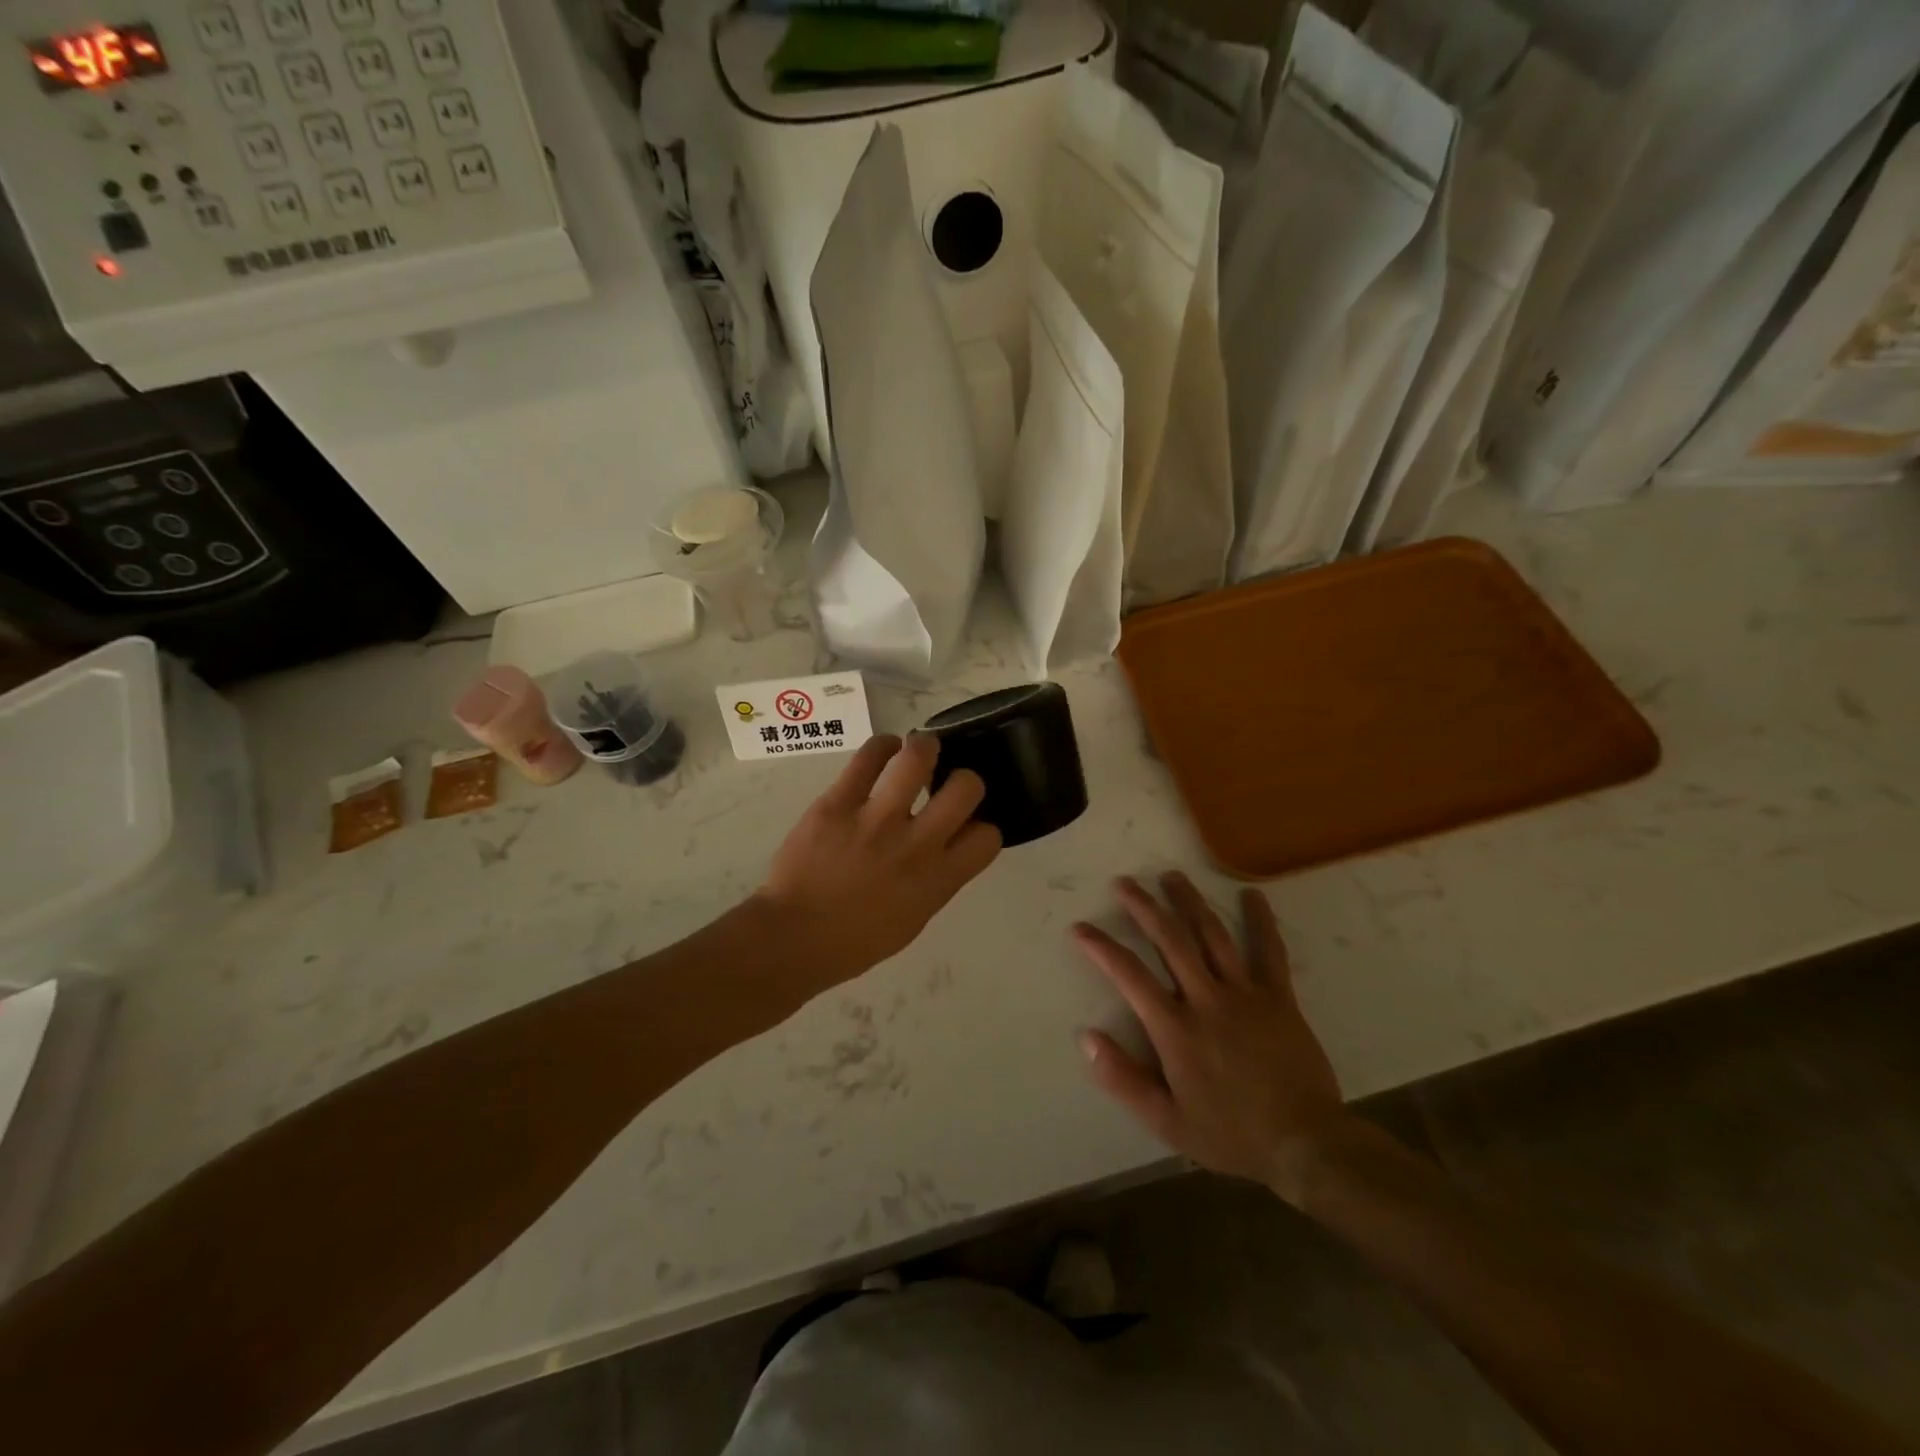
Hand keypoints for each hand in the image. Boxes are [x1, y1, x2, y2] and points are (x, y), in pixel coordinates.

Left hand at [753, 734, 1001, 986]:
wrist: (794, 937)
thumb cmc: (856, 940)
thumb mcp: (914, 918)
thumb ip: (937, 879)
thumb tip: (948, 845)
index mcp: (938, 879)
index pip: (988, 836)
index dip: (982, 826)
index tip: (964, 824)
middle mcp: (916, 844)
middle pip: (967, 787)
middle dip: (964, 779)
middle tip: (946, 781)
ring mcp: (876, 819)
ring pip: (918, 757)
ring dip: (925, 747)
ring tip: (920, 750)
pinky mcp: (839, 802)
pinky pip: (869, 756)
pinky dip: (883, 746)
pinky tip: (884, 751)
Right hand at [1072, 874, 1350, 1200]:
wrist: (1304, 1143)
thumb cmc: (1230, 1134)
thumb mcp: (1166, 1121)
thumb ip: (1123, 1079)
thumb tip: (1087, 1037)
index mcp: (1175, 1028)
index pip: (1129, 975)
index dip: (1101, 947)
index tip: (1081, 927)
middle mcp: (1206, 1000)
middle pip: (1170, 940)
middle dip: (1144, 907)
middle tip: (1124, 882)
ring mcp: (1245, 994)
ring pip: (1212, 936)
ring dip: (1189, 902)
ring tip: (1172, 876)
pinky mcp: (1279, 998)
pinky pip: (1270, 952)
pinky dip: (1261, 921)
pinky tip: (1254, 895)